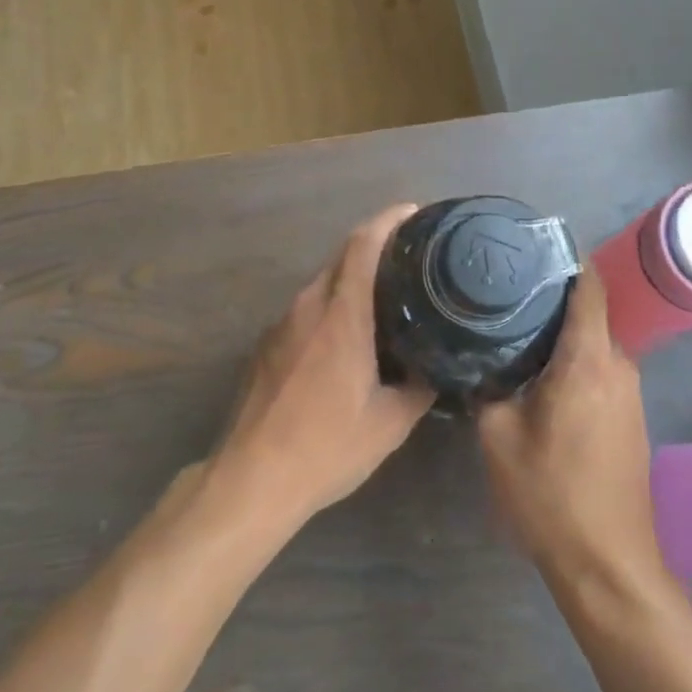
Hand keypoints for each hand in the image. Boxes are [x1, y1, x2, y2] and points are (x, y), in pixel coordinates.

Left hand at [209, 205, 433, 530]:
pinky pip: (305, 309)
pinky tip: (346, 336)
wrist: (251, 478)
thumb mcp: (389, 423)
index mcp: (341, 315)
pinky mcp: (265, 344)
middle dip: (375, 246)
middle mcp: (308, 306)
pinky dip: (330, 306)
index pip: (363, 244)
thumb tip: (440, 365)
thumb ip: (420, 386)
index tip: (413, 212)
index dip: (388, 220)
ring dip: (351, 279)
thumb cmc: (326, 447)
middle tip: (411, 257)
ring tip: (384, 296)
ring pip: (322, 283)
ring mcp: (281, 324)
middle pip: (341, 256)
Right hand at [476, 269, 665, 588]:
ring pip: (591, 341)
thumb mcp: (499, 436)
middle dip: (550, 294)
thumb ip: (487, 384)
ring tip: (510, 322)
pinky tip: (534, 368)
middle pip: (588, 310)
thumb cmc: (551, 495)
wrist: (609, 566)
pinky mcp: (628, 416)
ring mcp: (628, 393)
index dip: (565, 257)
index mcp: (589, 359)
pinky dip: (569, 357)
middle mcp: (618, 366)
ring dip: (558, 330)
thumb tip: (476, 355)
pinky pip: (597, 368)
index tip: (529, 243)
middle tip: (502, 286)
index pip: (590, 286)